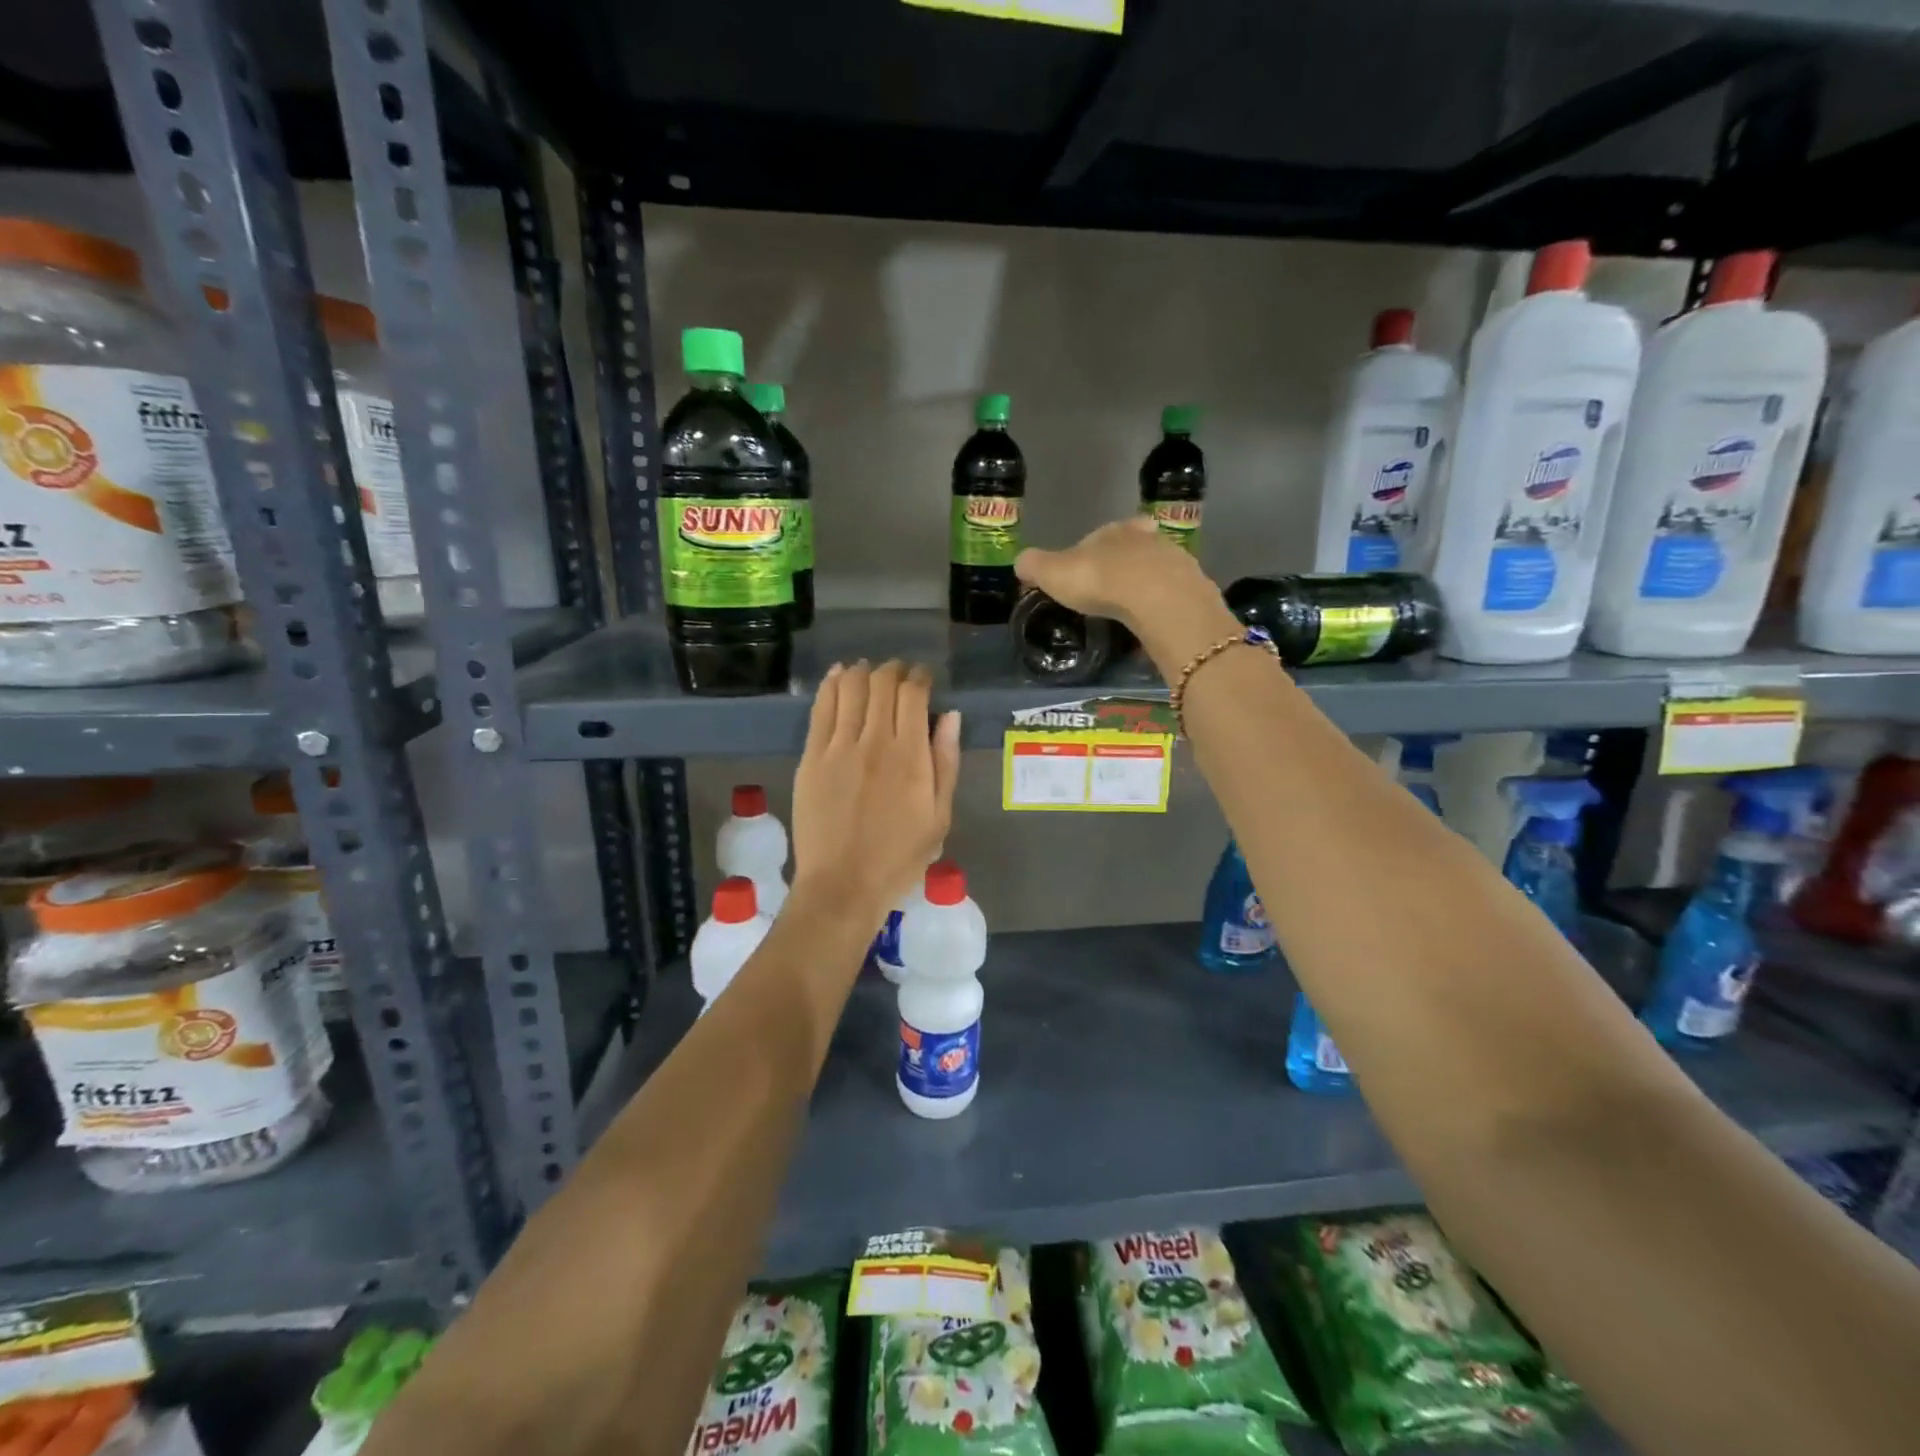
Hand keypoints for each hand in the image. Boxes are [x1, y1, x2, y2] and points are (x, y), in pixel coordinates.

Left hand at [791, 661, 960, 924]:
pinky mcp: (811, 757)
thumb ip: (945, 762)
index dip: (920, 677)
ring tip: (868, 670)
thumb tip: (949, 716)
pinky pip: (821, 708)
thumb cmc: (899, 858)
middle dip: (893, 670)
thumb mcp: (939, 817)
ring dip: (862, 671)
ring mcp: (838, 747)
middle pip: (882, 684)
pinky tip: (838, 676)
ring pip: (850, 688)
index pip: (914, 695)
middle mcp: (875, 742)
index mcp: (910, 756)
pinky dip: (831, 685)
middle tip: (898, 673)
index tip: (923, 677)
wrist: (842, 886)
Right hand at [1016, 518, 1238, 675]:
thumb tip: (1020, 562)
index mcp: (1112, 531)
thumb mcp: (1054, 573)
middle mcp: (1147, 538)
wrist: (1160, 600)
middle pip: (1132, 549)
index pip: (1099, 536)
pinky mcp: (1194, 587)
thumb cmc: (1101, 581)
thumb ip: (1035, 565)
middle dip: (1121, 567)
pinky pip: (1173, 596)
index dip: (1089, 553)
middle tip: (1109, 593)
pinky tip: (1153, 623)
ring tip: (1132, 611)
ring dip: (1145, 586)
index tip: (1082, 574)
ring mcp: (1175, 561)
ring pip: (1156, 571)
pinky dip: (1163, 607)